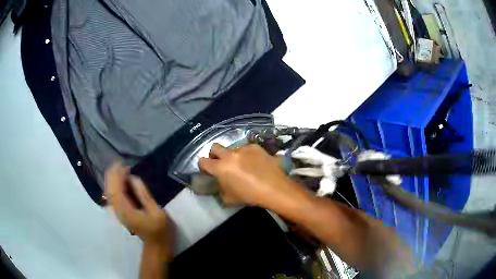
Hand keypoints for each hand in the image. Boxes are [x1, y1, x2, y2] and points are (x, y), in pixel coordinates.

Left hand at [105, 163, 174, 260]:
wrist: (157, 245)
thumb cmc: (160, 230)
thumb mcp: (157, 212)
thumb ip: (144, 195)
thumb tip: (134, 178)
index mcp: (126, 211)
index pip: (116, 189)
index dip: (117, 175)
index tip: (123, 164)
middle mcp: (118, 211)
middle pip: (109, 189)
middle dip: (112, 175)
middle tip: (120, 163)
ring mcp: (118, 212)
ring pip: (109, 192)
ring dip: (112, 179)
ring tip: (120, 169)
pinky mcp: (120, 212)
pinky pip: (113, 196)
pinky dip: (114, 186)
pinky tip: (120, 180)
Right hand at [199, 144, 298, 206]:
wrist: (274, 188)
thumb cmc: (250, 196)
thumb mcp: (229, 199)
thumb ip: (220, 191)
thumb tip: (220, 186)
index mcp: (220, 168)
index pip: (202, 161)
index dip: (203, 165)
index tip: (207, 170)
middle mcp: (229, 155)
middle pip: (214, 147)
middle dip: (215, 154)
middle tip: (221, 163)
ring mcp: (243, 149)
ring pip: (232, 147)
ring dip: (233, 155)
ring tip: (243, 164)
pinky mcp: (256, 147)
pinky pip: (247, 148)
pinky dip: (247, 154)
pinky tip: (255, 162)